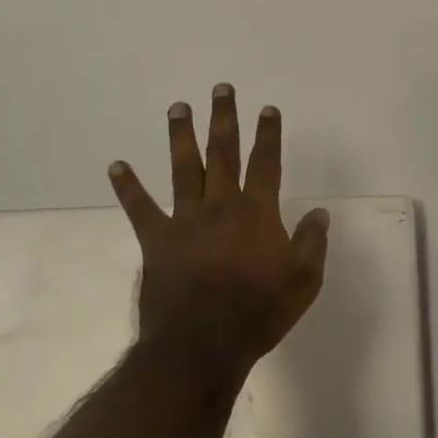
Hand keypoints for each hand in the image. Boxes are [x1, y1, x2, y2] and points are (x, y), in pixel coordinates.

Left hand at [108, 85, 329, 388]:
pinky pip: (140, 208)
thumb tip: (321, 212)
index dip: (269, 134)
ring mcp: (186, 220)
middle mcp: (221, 205)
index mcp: (257, 213)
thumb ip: (312, 243)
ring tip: (178, 107)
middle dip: (224, 118)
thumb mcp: (303, 282)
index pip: (266, 163)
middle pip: (223, 153)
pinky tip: (116, 166)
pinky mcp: (157, 240)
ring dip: (181, 136)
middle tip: (221, 88)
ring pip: (184, 168)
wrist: (201, 348)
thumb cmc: (257, 314)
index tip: (268, 108)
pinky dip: (128, 186)